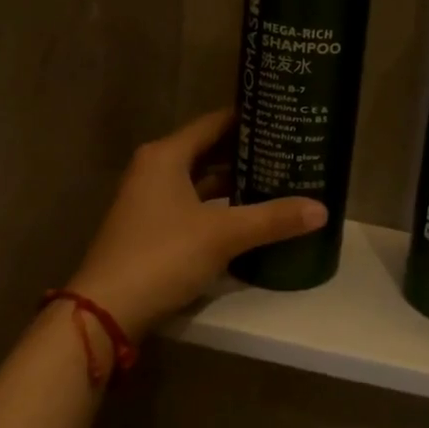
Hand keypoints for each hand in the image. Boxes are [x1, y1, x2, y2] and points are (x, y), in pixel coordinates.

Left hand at [67, 109, 325, 338]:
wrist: (106, 311)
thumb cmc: (162, 255)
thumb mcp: (223, 235)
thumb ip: (272, 219)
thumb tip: (322, 209)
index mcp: (166, 156)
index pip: (214, 123)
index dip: (247, 118)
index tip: (282, 116)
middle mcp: (155, 170)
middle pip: (208, 150)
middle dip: (246, 152)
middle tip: (288, 148)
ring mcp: (150, 201)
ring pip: (201, 180)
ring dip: (234, 181)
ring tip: (277, 178)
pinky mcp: (151, 229)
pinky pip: (194, 205)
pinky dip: (220, 206)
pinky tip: (249, 215)